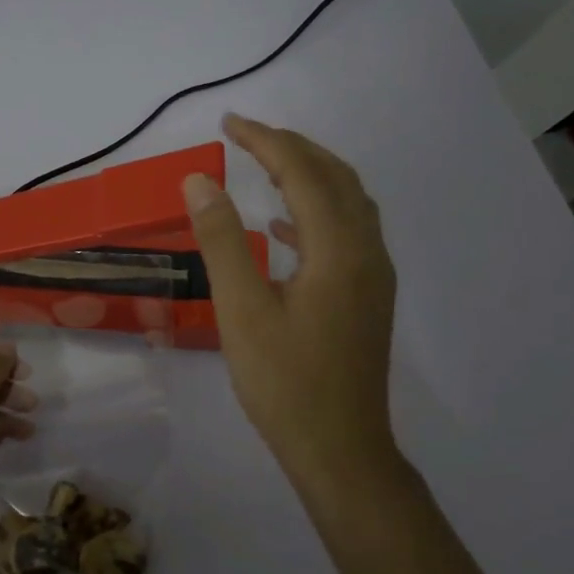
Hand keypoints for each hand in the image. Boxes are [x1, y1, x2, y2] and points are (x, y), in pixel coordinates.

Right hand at [183, 114, 398, 480]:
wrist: (341, 450)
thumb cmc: (285, 382)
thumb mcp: (242, 309)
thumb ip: (222, 240)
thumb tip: (200, 180)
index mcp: (339, 249)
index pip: (303, 173)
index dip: (265, 140)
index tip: (227, 123)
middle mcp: (366, 252)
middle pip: (336, 178)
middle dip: (291, 147)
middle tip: (245, 135)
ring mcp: (373, 276)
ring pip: (348, 203)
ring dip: (309, 174)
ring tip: (264, 165)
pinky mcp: (368, 297)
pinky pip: (347, 233)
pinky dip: (315, 213)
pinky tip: (282, 228)